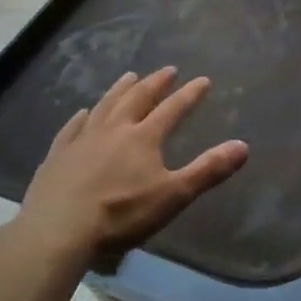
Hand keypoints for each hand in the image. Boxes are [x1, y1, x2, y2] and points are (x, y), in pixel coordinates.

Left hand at [19, 67, 248, 267]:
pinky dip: (81, 117)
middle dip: (155, 83)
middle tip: (167, 70)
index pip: (173, 109)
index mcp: (143, 137)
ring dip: (120, 89)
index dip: (190, 94)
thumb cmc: (121, 214)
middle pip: (137, 98)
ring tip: (129, 76)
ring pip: (105, 105)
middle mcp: (114, 129)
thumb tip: (243, 146)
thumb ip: (208, 170)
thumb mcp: (173, 195)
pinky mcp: (57, 155)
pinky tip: (82, 113)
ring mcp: (82, 139)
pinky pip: (72, 128)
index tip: (203, 80)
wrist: (58, 230)